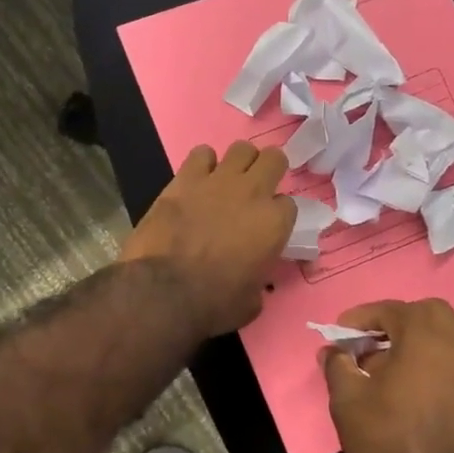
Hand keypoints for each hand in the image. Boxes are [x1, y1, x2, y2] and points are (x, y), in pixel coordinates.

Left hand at [120, 141, 295, 337]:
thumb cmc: (214, 304)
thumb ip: (258, 279)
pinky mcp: (184, 179)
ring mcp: (218, 181)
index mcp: (274, 223)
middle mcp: (252, 193)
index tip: (267, 226)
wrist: (164, 291)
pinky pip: (201, 154)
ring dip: (239, 163)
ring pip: (241, 149)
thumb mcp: (251, 301)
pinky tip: (197, 179)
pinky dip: (202, 164)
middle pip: (274, 160)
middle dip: (269, 171)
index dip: (278, 215)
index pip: (289, 204)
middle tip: (257, 188)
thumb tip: (252, 279)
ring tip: (228, 179)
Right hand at [322, 299, 453, 452]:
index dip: (362, 316)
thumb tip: (334, 351)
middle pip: (430, 313)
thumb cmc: (387, 441)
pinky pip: (452, 362)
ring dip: (416, 339)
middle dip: (397, 319)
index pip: (392, 310)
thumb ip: (338, 365)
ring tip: (384, 364)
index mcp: (425, 338)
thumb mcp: (347, 400)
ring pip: (446, 337)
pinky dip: (430, 361)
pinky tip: (405, 387)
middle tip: (370, 339)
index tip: (341, 333)